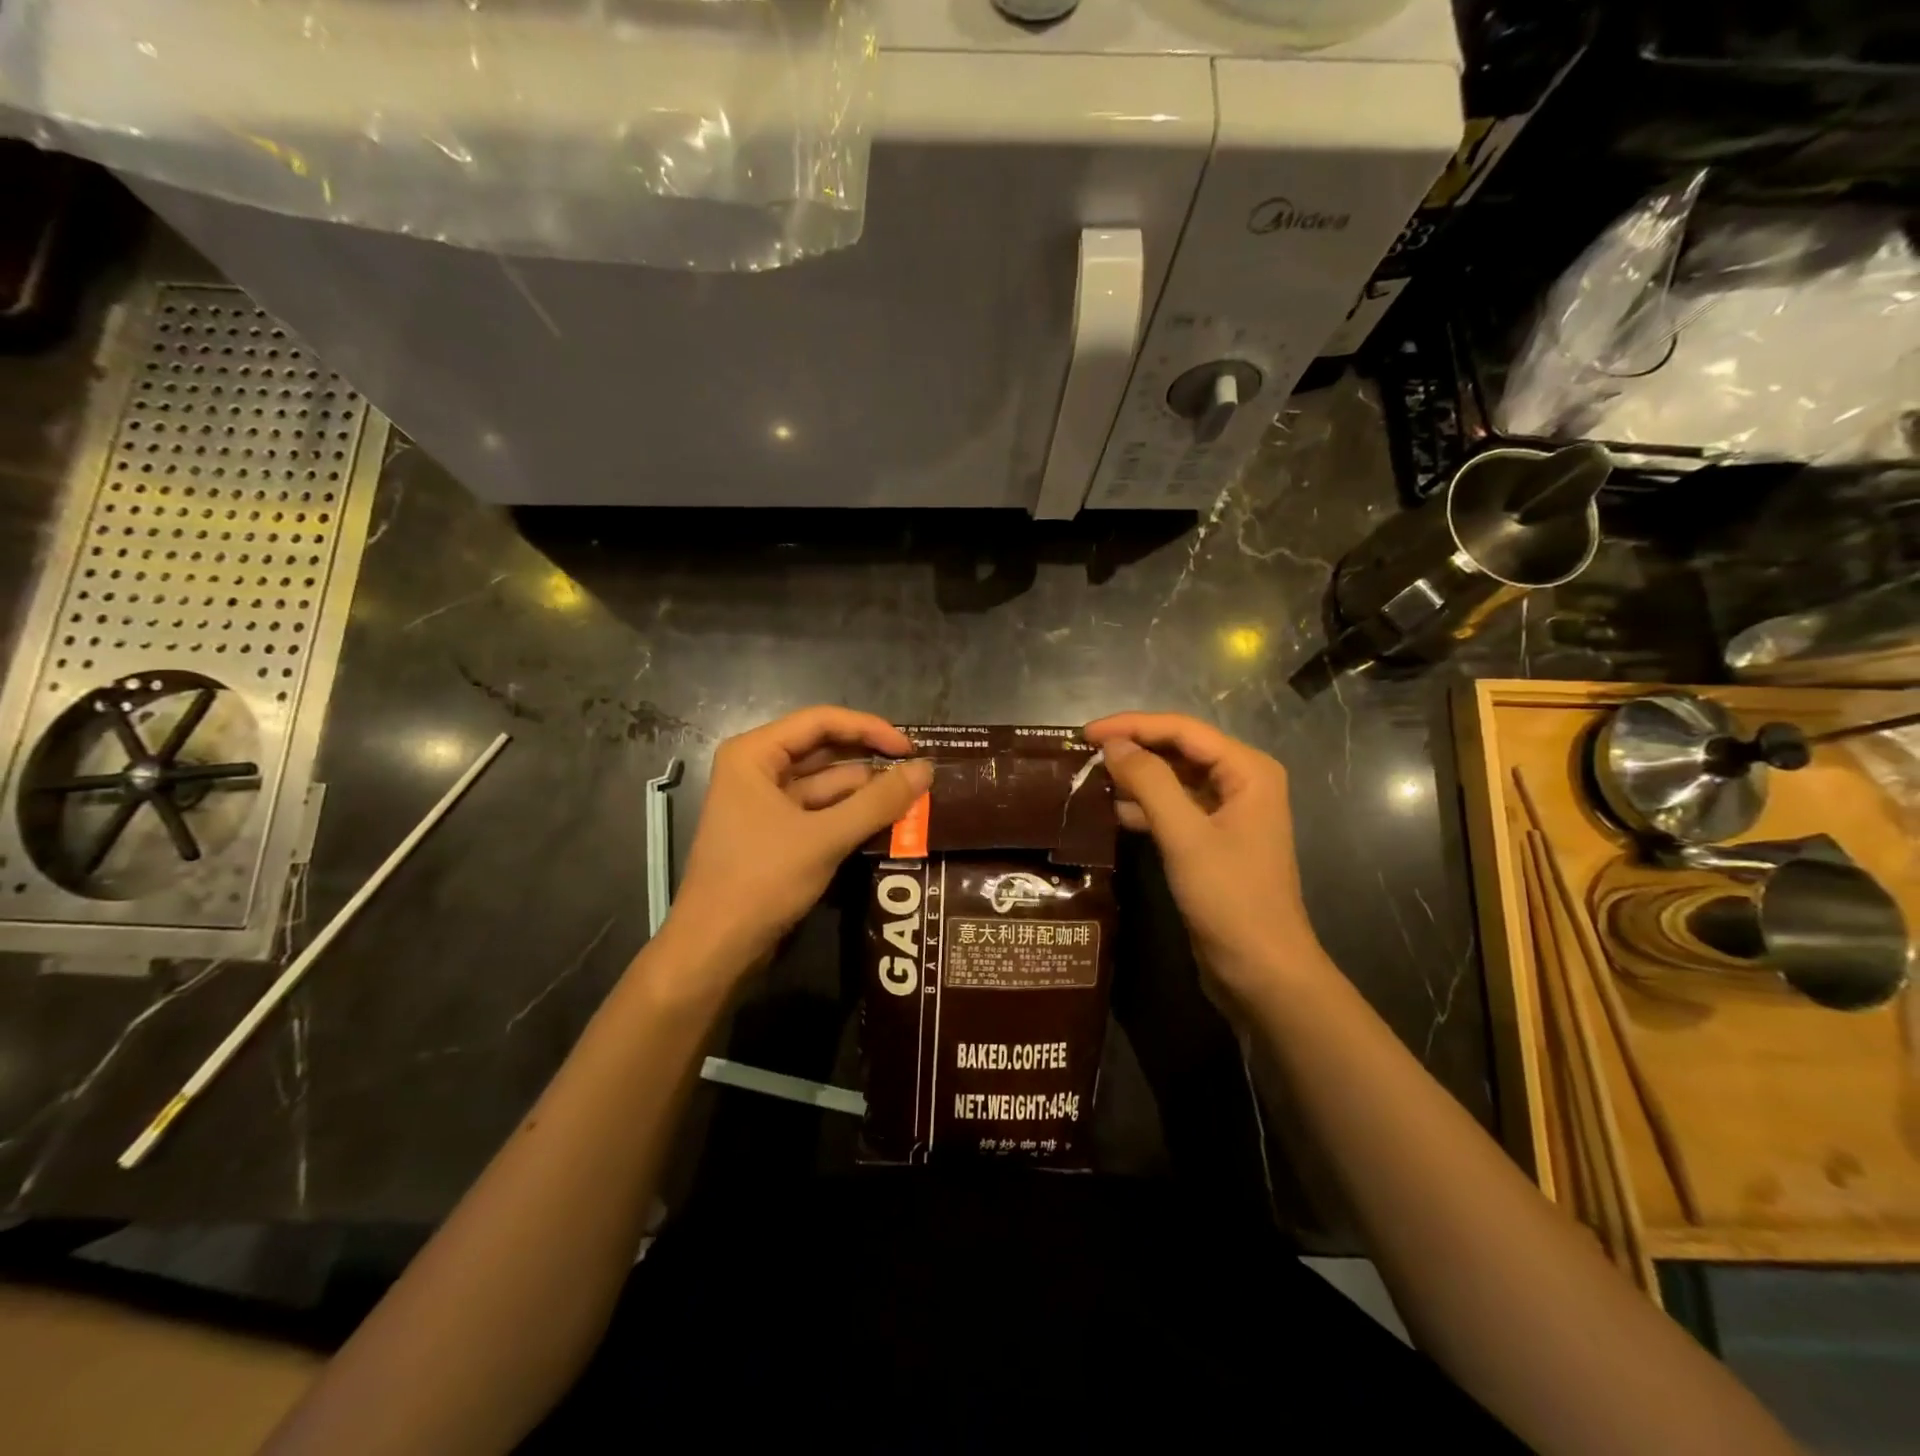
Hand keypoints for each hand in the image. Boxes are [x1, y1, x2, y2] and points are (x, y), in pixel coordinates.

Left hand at [664, 707, 930, 980]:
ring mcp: (765, 803)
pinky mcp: (776, 834)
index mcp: (754, 754)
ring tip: (914, 800)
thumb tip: (926, 769)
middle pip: (824, 750)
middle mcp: (757, 770)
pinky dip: (852, 816)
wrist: (715, 948)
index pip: (821, 721)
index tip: (910, 748)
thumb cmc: (761, 880)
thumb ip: (878, 802)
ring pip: (826, 784)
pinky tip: (888, 823)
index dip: (869, 729)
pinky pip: (821, 812)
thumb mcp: (825, 838)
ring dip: (866, 793)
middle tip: (919, 774)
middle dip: (871, 762)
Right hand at [1084, 713, 1326, 1006]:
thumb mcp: (1185, 836)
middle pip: (1179, 749)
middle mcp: (1241, 781)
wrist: (1261, 970)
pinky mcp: (1213, 839)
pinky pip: (1174, 808)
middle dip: (1133, 749)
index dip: (1132, 726)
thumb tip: (1113, 744)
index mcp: (1248, 770)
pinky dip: (1145, 807)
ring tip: (1089, 779)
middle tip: (1084, 754)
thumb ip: (1149, 782)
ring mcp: (1228, 812)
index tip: (1086, 733)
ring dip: (1136, 778)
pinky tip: (1111, 812)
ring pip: (1174, 779)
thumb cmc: (1229, 898)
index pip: (1182, 730)